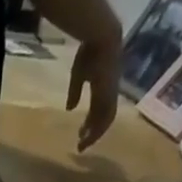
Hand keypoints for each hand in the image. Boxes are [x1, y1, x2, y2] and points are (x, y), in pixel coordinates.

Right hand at [67, 35, 122, 150]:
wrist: (102, 36)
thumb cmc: (89, 51)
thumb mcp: (78, 74)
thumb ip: (75, 92)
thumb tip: (70, 109)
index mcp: (105, 86)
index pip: (100, 109)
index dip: (91, 123)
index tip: (80, 133)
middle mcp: (110, 93)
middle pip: (105, 119)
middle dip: (94, 133)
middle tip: (81, 145)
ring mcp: (111, 94)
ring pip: (105, 121)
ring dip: (94, 135)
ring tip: (82, 144)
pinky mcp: (109, 94)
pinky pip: (105, 117)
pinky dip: (96, 129)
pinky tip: (86, 137)